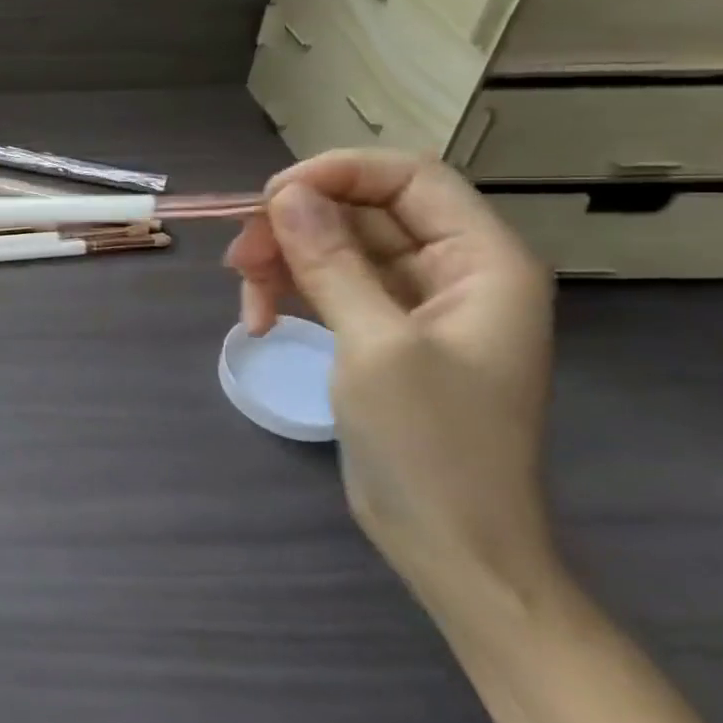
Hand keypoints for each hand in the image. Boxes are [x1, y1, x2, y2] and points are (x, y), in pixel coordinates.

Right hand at [226, 150, 557, 604]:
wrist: (451, 548)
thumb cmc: (431, 447)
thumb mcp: (376, 346)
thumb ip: (331, 261)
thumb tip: (286, 194)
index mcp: (483, 262)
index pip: (410, 178)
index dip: (338, 173)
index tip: (271, 198)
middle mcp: (454, 271)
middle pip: (363, 211)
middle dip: (297, 228)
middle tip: (239, 258)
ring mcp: (416, 304)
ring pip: (337, 248)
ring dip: (284, 262)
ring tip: (245, 301)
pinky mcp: (383, 332)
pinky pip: (330, 286)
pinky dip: (291, 293)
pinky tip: (260, 321)